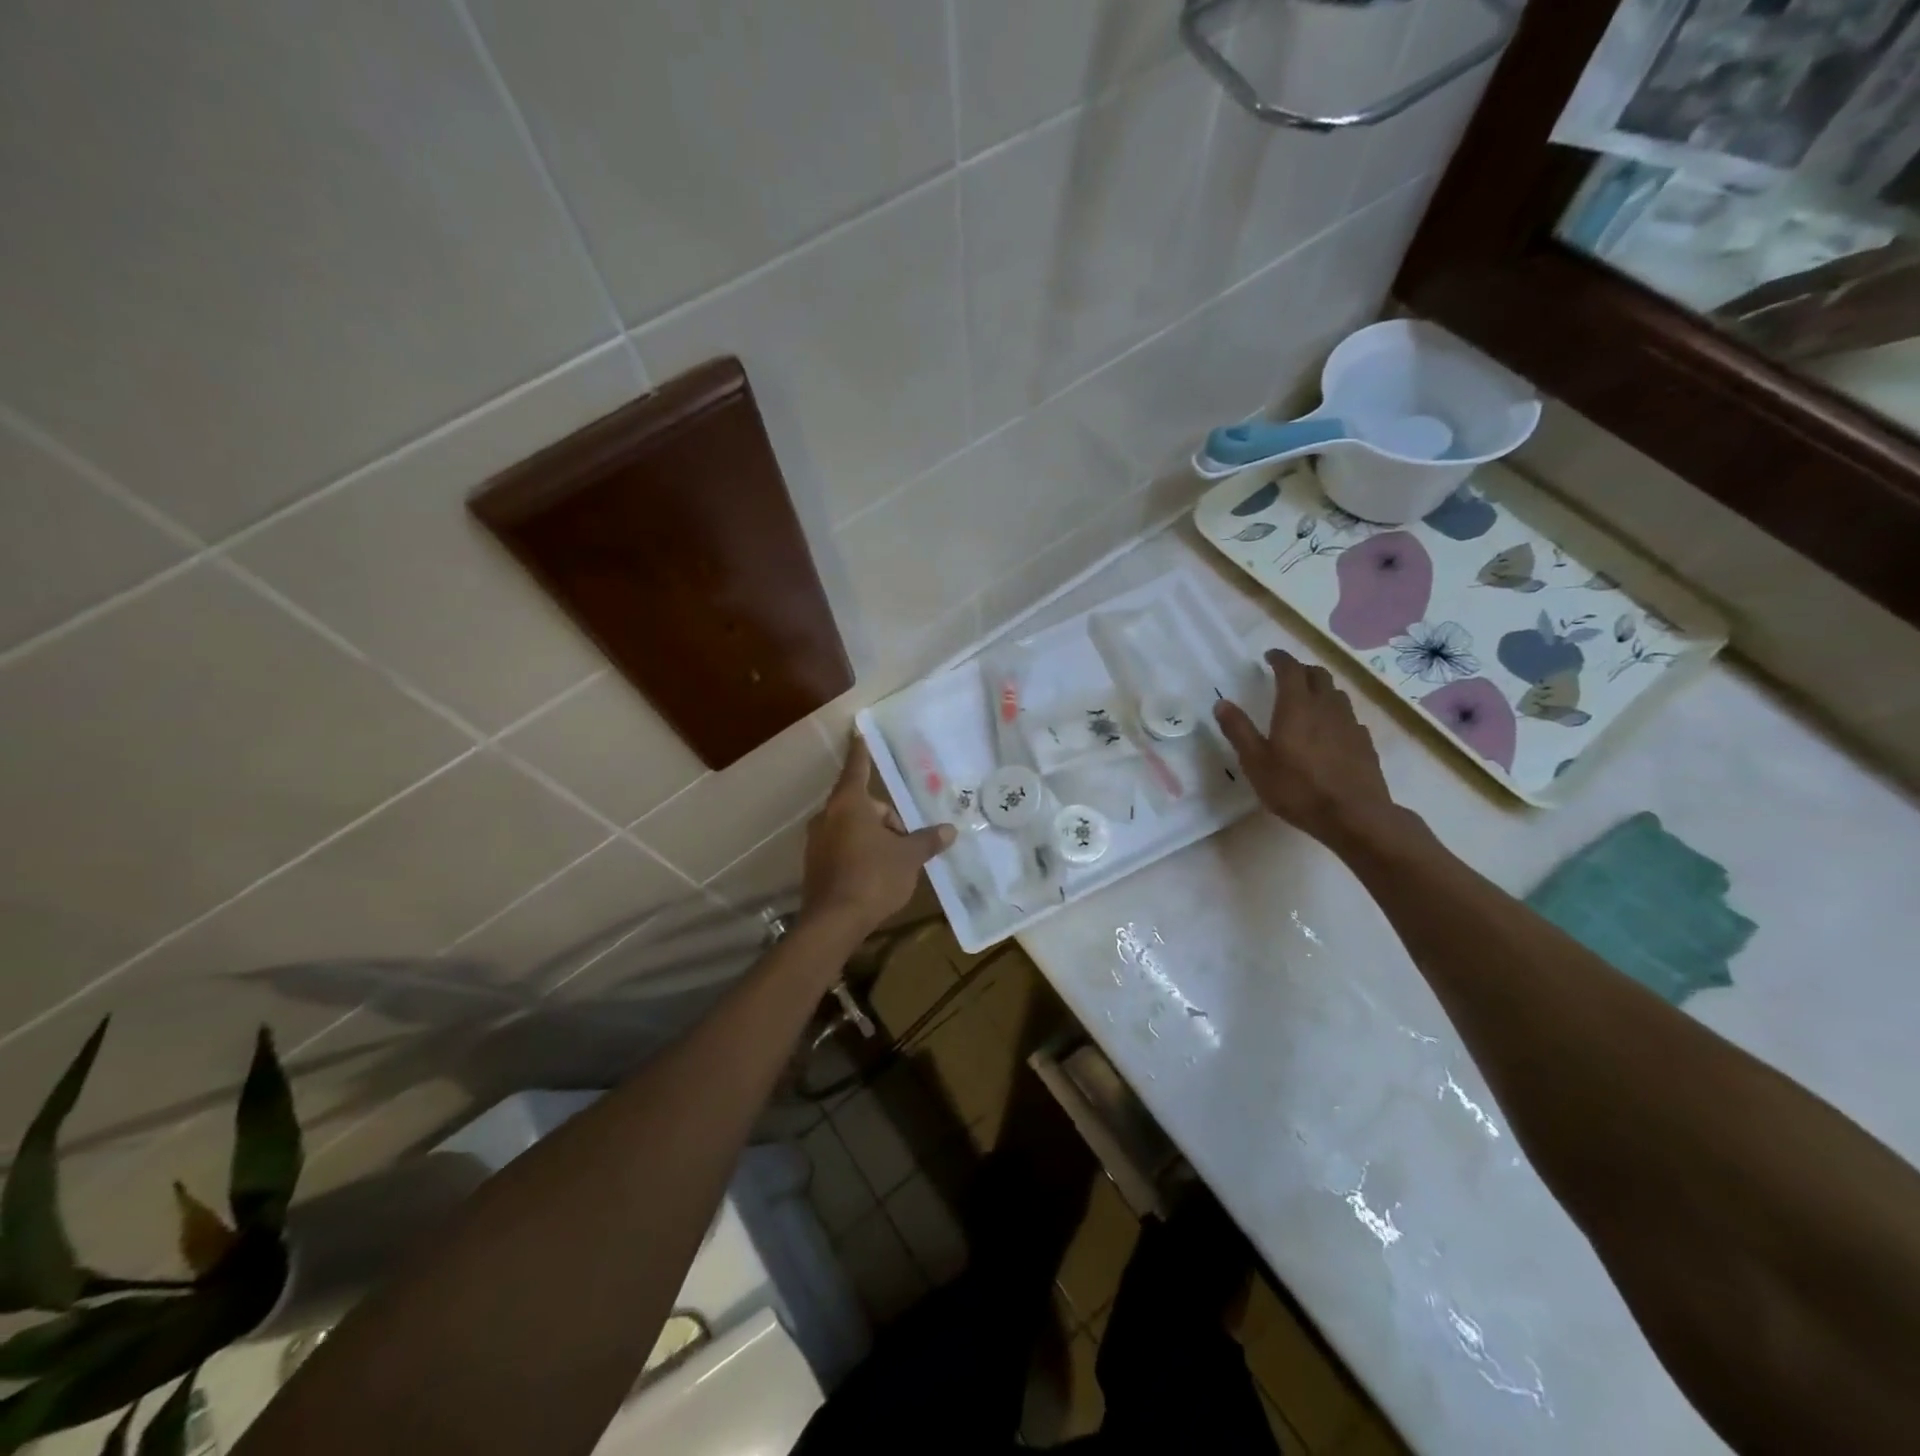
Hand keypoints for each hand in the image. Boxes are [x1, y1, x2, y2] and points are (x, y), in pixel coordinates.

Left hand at [802, 737, 955, 939]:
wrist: (833, 922)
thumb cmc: (873, 877)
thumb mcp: (908, 857)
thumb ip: (927, 840)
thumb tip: (949, 830)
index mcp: (849, 804)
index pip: (857, 768)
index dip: (861, 752)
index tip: (858, 733)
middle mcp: (827, 816)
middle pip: (862, 805)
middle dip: (886, 819)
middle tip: (906, 843)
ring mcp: (816, 842)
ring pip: (852, 828)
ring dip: (873, 837)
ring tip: (893, 862)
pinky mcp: (814, 865)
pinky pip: (842, 847)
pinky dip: (859, 853)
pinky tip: (875, 876)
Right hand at [1214, 648, 1397, 850]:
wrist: (1354, 815)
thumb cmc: (1297, 788)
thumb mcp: (1255, 762)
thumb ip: (1239, 730)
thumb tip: (1222, 703)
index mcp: (1297, 706)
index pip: (1290, 669)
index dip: (1280, 658)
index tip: (1270, 656)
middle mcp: (1326, 707)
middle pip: (1318, 675)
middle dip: (1301, 670)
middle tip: (1287, 676)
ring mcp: (1350, 724)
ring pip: (1336, 694)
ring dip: (1321, 690)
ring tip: (1308, 700)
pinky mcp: (1364, 742)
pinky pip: (1348, 717)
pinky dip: (1335, 714)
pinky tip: (1329, 731)